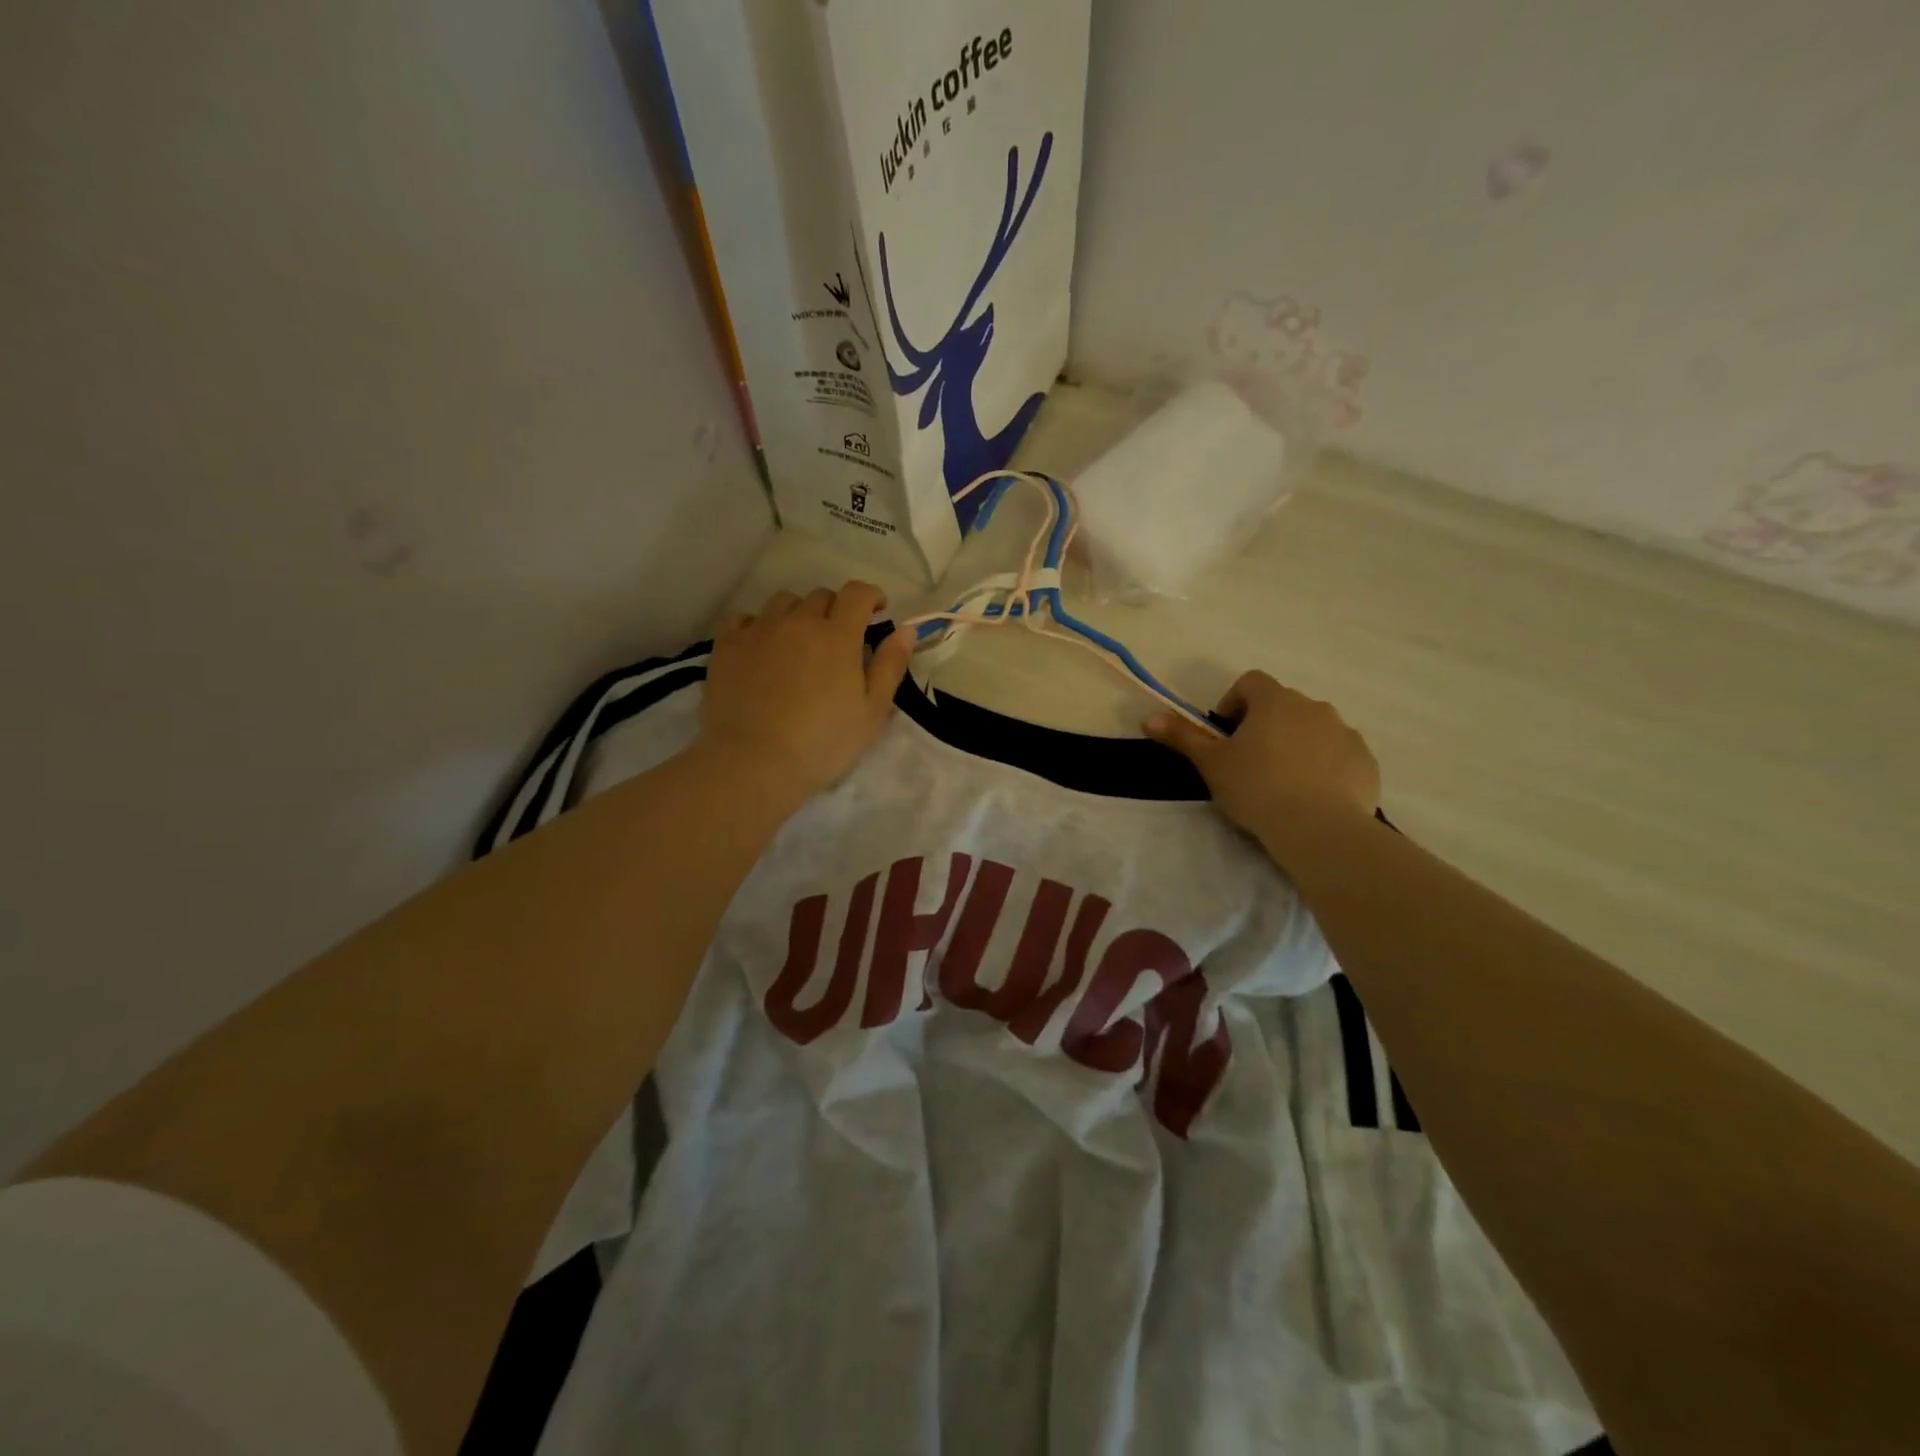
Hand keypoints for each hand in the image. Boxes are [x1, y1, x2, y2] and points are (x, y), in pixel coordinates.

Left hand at [700, 582, 913, 801]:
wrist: (754, 761)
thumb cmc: (823, 741)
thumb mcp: (872, 711)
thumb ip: (890, 665)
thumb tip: (906, 629)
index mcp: (837, 635)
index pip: (857, 593)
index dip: (871, 596)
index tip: (876, 610)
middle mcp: (798, 622)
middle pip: (820, 596)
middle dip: (836, 610)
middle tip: (838, 638)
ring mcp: (758, 630)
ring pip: (782, 602)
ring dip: (797, 614)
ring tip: (798, 641)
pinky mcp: (727, 646)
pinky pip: (743, 618)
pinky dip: (757, 625)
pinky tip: (761, 646)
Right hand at [1145, 672, 1379, 835]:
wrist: (1320, 828)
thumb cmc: (1257, 788)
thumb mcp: (1211, 764)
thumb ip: (1182, 737)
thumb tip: (1149, 717)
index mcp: (1275, 701)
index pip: (1251, 682)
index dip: (1234, 702)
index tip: (1225, 733)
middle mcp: (1314, 707)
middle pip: (1283, 706)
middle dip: (1266, 726)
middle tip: (1250, 762)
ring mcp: (1345, 733)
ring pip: (1313, 730)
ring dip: (1296, 744)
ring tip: (1282, 782)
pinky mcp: (1365, 762)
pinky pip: (1339, 755)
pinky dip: (1324, 766)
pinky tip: (1312, 796)